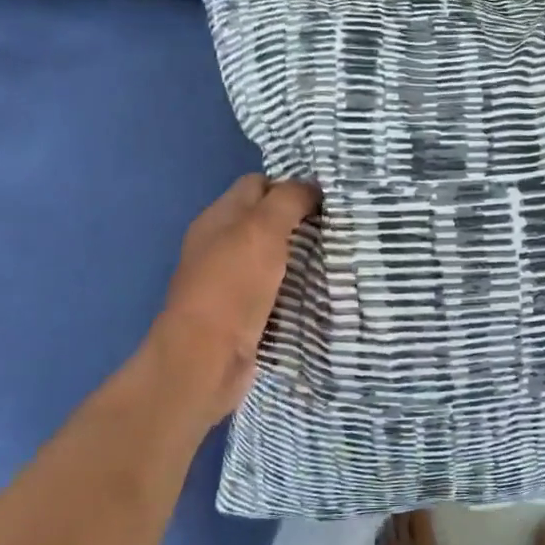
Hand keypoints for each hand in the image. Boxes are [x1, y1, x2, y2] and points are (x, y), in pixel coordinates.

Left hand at [152, 174, 319, 424]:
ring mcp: (230, 281)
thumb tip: (313, 187)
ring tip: (337, 254)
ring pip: (273, 256)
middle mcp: (220, 245)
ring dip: (300, 255)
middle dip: (300, 220)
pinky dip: (295, 286)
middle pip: (265, 220)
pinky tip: (319, 288)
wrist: (206, 359)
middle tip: (339, 225)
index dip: (290, 185)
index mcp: (218, 218)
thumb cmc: (232, 285)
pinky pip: (275, 289)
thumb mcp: (262, 229)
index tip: (327, 197)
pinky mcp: (242, 313)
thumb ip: (288, 200)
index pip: (257, 184)